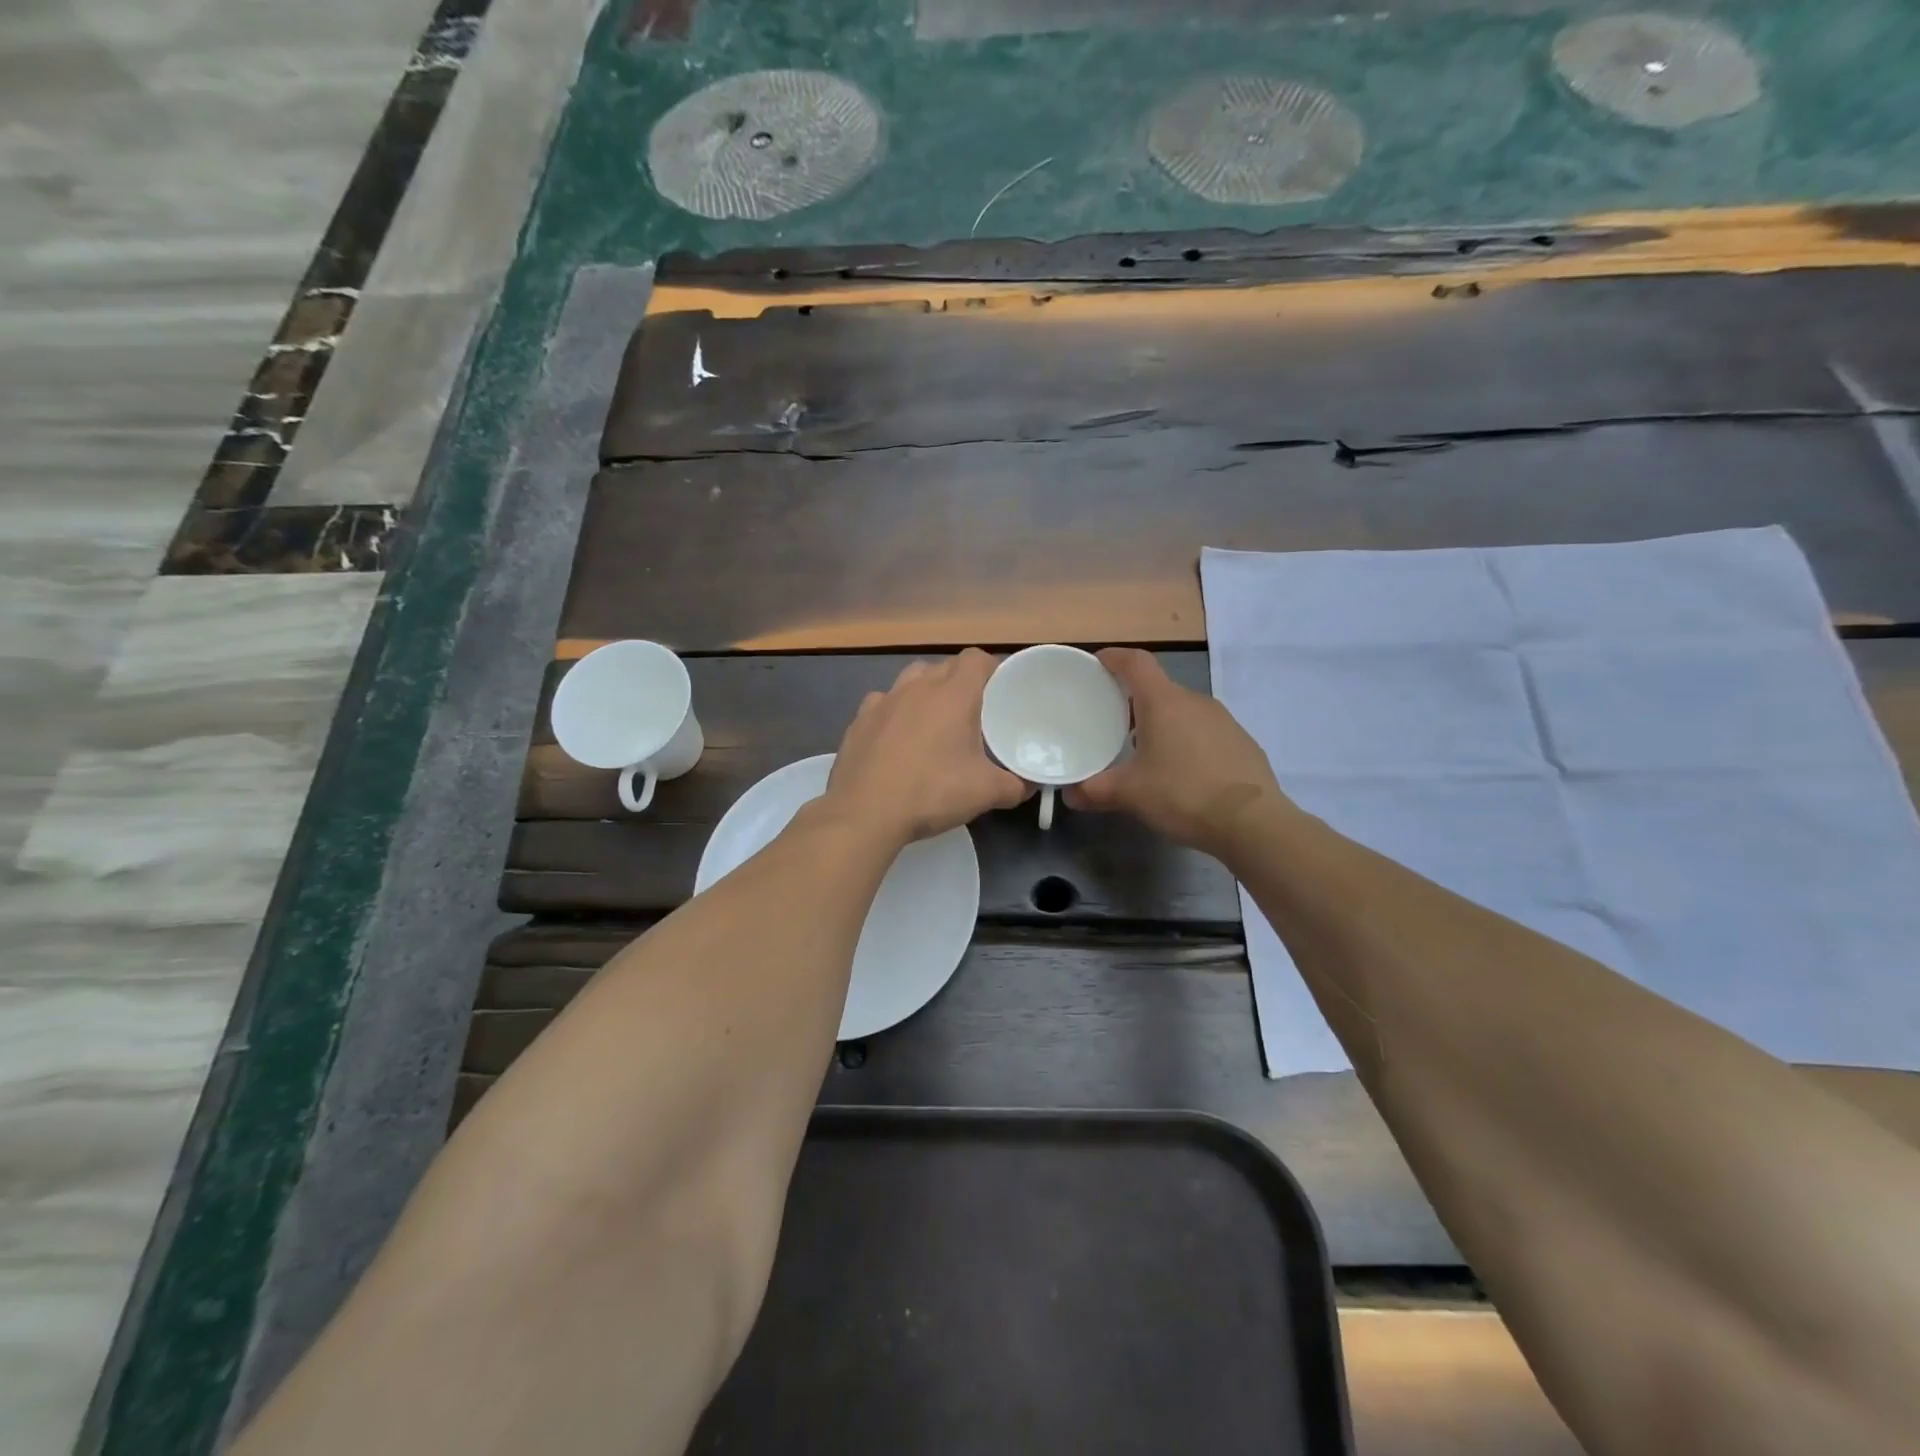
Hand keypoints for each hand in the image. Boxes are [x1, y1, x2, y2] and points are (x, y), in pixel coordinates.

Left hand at [822, 650, 1030, 849]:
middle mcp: (917, 687)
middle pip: (944, 666)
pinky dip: (894, 712)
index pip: (976, 659)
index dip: (991, 669)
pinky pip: (882, 703)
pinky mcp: (858, 720)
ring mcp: (883, 701)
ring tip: (934, 721)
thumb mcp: (985, 793)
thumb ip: (1015, 785)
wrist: (865, 812)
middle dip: (960, 682)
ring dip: (925, 691)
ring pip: (911, 679)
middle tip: (972, 713)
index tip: (1000, 691)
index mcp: (953, 694)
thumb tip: (1029, 785)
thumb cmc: (932, 792)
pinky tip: (896, 737)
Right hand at [1066, 648, 1286, 858]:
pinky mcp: (1242, 742)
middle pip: (1159, 688)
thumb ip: (1095, 790)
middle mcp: (1195, 701)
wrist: (1253, 823)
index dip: (1114, 657)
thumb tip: (1070, 794)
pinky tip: (1182, 771)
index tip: (1097, 662)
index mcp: (1164, 702)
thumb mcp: (1130, 794)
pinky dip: (1187, 740)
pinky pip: (1205, 731)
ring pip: (1183, 711)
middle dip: (1134, 700)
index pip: (1136, 662)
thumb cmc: (1183, 795)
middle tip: (1113, 721)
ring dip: (1162, 722)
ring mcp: (1224, 720)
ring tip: (1146, 750)